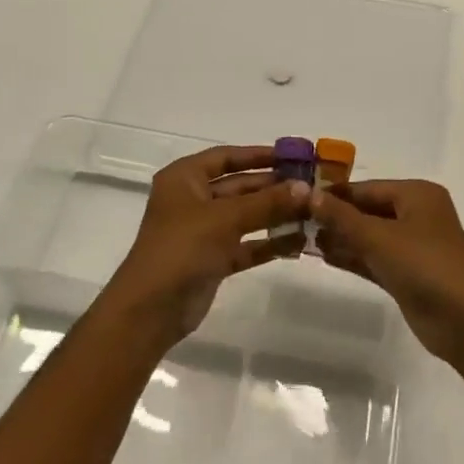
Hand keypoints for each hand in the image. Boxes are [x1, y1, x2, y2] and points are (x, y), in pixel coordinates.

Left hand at [105, 145, 307, 349]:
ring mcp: (203, 231)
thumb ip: (267, 202)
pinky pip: (246, 244)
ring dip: (275, 215)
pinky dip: (268, 243)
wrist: (151, 309)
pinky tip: (298, 241)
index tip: (292, 156)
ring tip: (313, 212)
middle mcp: (193, 200)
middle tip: (312, 186)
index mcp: (185, 178)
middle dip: (273, 187)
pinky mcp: (213, 260)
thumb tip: (307, 188)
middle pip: (239, 186)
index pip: (226, 156)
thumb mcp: (226, 218)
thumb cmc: (182, 248)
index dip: (258, 155)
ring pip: (245, 216)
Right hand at [310, 180, 463, 363]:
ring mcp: (413, 246)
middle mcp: (416, 215)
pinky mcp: (408, 274)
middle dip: (335, 217)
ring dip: (340, 237)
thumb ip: (341, 216)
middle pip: (367, 209)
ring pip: (369, 235)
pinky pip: (374, 258)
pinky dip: (352, 256)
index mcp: (416, 195)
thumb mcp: (378, 237)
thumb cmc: (424, 266)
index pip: (366, 187)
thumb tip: (307, 193)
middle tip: (295, 221)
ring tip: (301, 239)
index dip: (333, 193)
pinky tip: (323, 256)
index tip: (298, 199)